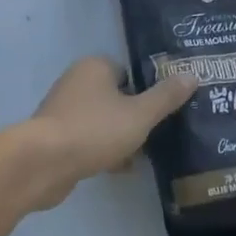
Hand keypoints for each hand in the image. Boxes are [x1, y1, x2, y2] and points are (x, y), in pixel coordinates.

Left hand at [27, 56, 196, 197]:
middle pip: (116, 97)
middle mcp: (76, 81)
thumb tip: (192, 75)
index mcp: (95, 66)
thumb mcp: (140, 114)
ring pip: (103, 120)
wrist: (43, 163)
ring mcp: (63, 110)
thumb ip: (166, 97)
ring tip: (144, 155)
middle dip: (135, 116)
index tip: (165, 111)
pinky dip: (104, 150)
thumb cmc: (94, 130)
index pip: (129, 72)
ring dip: (121, 136)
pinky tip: (121, 169)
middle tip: (159, 134)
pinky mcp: (56, 137)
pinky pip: (89, 139)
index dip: (148, 91)